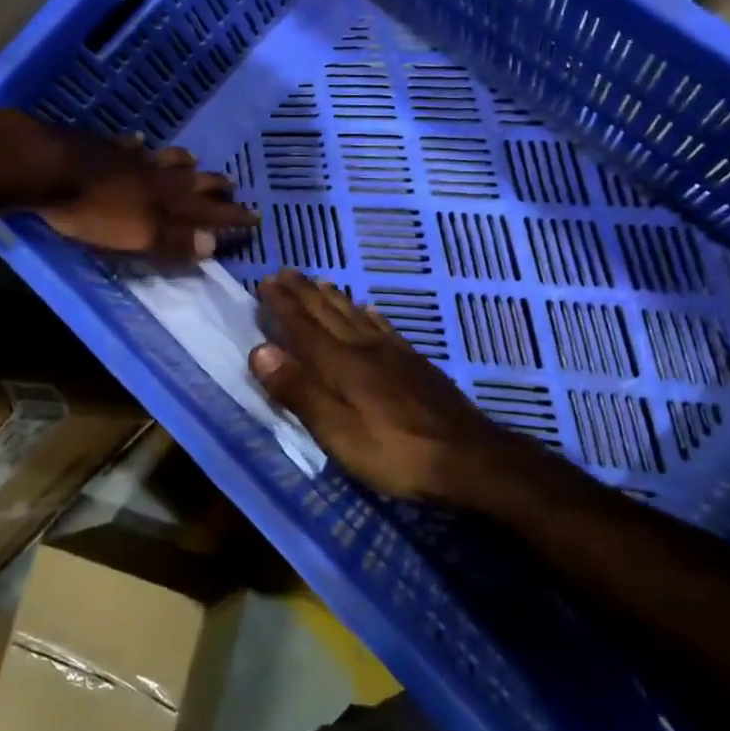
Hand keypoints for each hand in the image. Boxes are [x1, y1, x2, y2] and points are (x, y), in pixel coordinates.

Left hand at [40, 135, 256, 260]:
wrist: (49, 169)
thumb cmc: (94, 212)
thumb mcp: (138, 235)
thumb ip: (175, 241)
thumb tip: (214, 245)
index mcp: (168, 200)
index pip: (210, 211)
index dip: (233, 216)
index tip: (256, 217)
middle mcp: (157, 176)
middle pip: (193, 180)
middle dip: (215, 185)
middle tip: (233, 185)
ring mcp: (131, 159)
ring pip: (166, 159)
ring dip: (183, 162)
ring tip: (193, 160)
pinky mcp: (104, 149)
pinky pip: (130, 146)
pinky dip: (140, 146)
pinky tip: (139, 141)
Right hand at [246, 269, 514, 501]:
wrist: (469, 458)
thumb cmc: (395, 453)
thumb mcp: (338, 432)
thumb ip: (299, 391)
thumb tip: (260, 350)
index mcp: (342, 365)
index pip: (304, 327)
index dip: (283, 305)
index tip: (266, 281)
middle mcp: (366, 349)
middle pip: (329, 314)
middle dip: (304, 293)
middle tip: (285, 272)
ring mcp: (395, 354)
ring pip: (357, 316)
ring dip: (334, 298)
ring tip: (319, 282)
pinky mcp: (416, 364)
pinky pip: (386, 328)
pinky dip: (371, 315)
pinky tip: (370, 310)